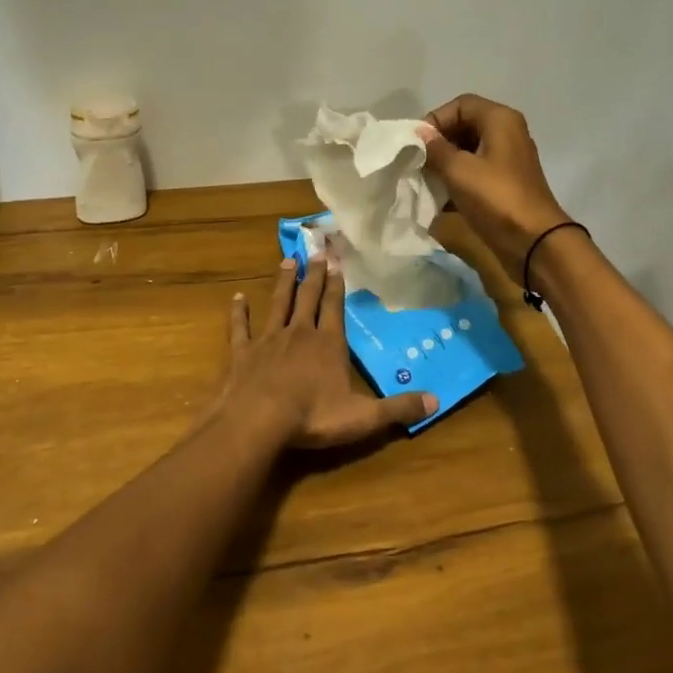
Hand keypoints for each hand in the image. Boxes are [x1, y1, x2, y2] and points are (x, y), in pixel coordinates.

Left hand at [220, 258, 435, 447]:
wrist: (258, 420)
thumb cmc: (313, 417)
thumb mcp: (364, 417)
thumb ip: (398, 408)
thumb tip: (436, 400)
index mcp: (328, 344)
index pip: (335, 308)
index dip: (337, 286)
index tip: (337, 262)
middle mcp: (299, 333)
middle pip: (308, 298)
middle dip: (314, 275)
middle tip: (316, 252)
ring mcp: (268, 340)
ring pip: (278, 304)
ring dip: (284, 283)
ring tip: (288, 261)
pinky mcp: (242, 352)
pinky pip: (240, 327)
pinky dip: (239, 312)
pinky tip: (237, 298)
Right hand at [419, 94, 573, 272]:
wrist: (533, 241)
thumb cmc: (495, 198)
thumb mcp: (458, 170)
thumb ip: (435, 148)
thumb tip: (420, 133)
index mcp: (500, 120)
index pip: (460, 105)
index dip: (435, 120)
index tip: (416, 143)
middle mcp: (507, 133)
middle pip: (465, 125)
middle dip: (439, 142)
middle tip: (418, 162)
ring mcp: (508, 159)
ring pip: (469, 150)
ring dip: (445, 162)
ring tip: (426, 180)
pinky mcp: (505, 182)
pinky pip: (476, 170)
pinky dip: (458, 179)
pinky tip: (440, 197)